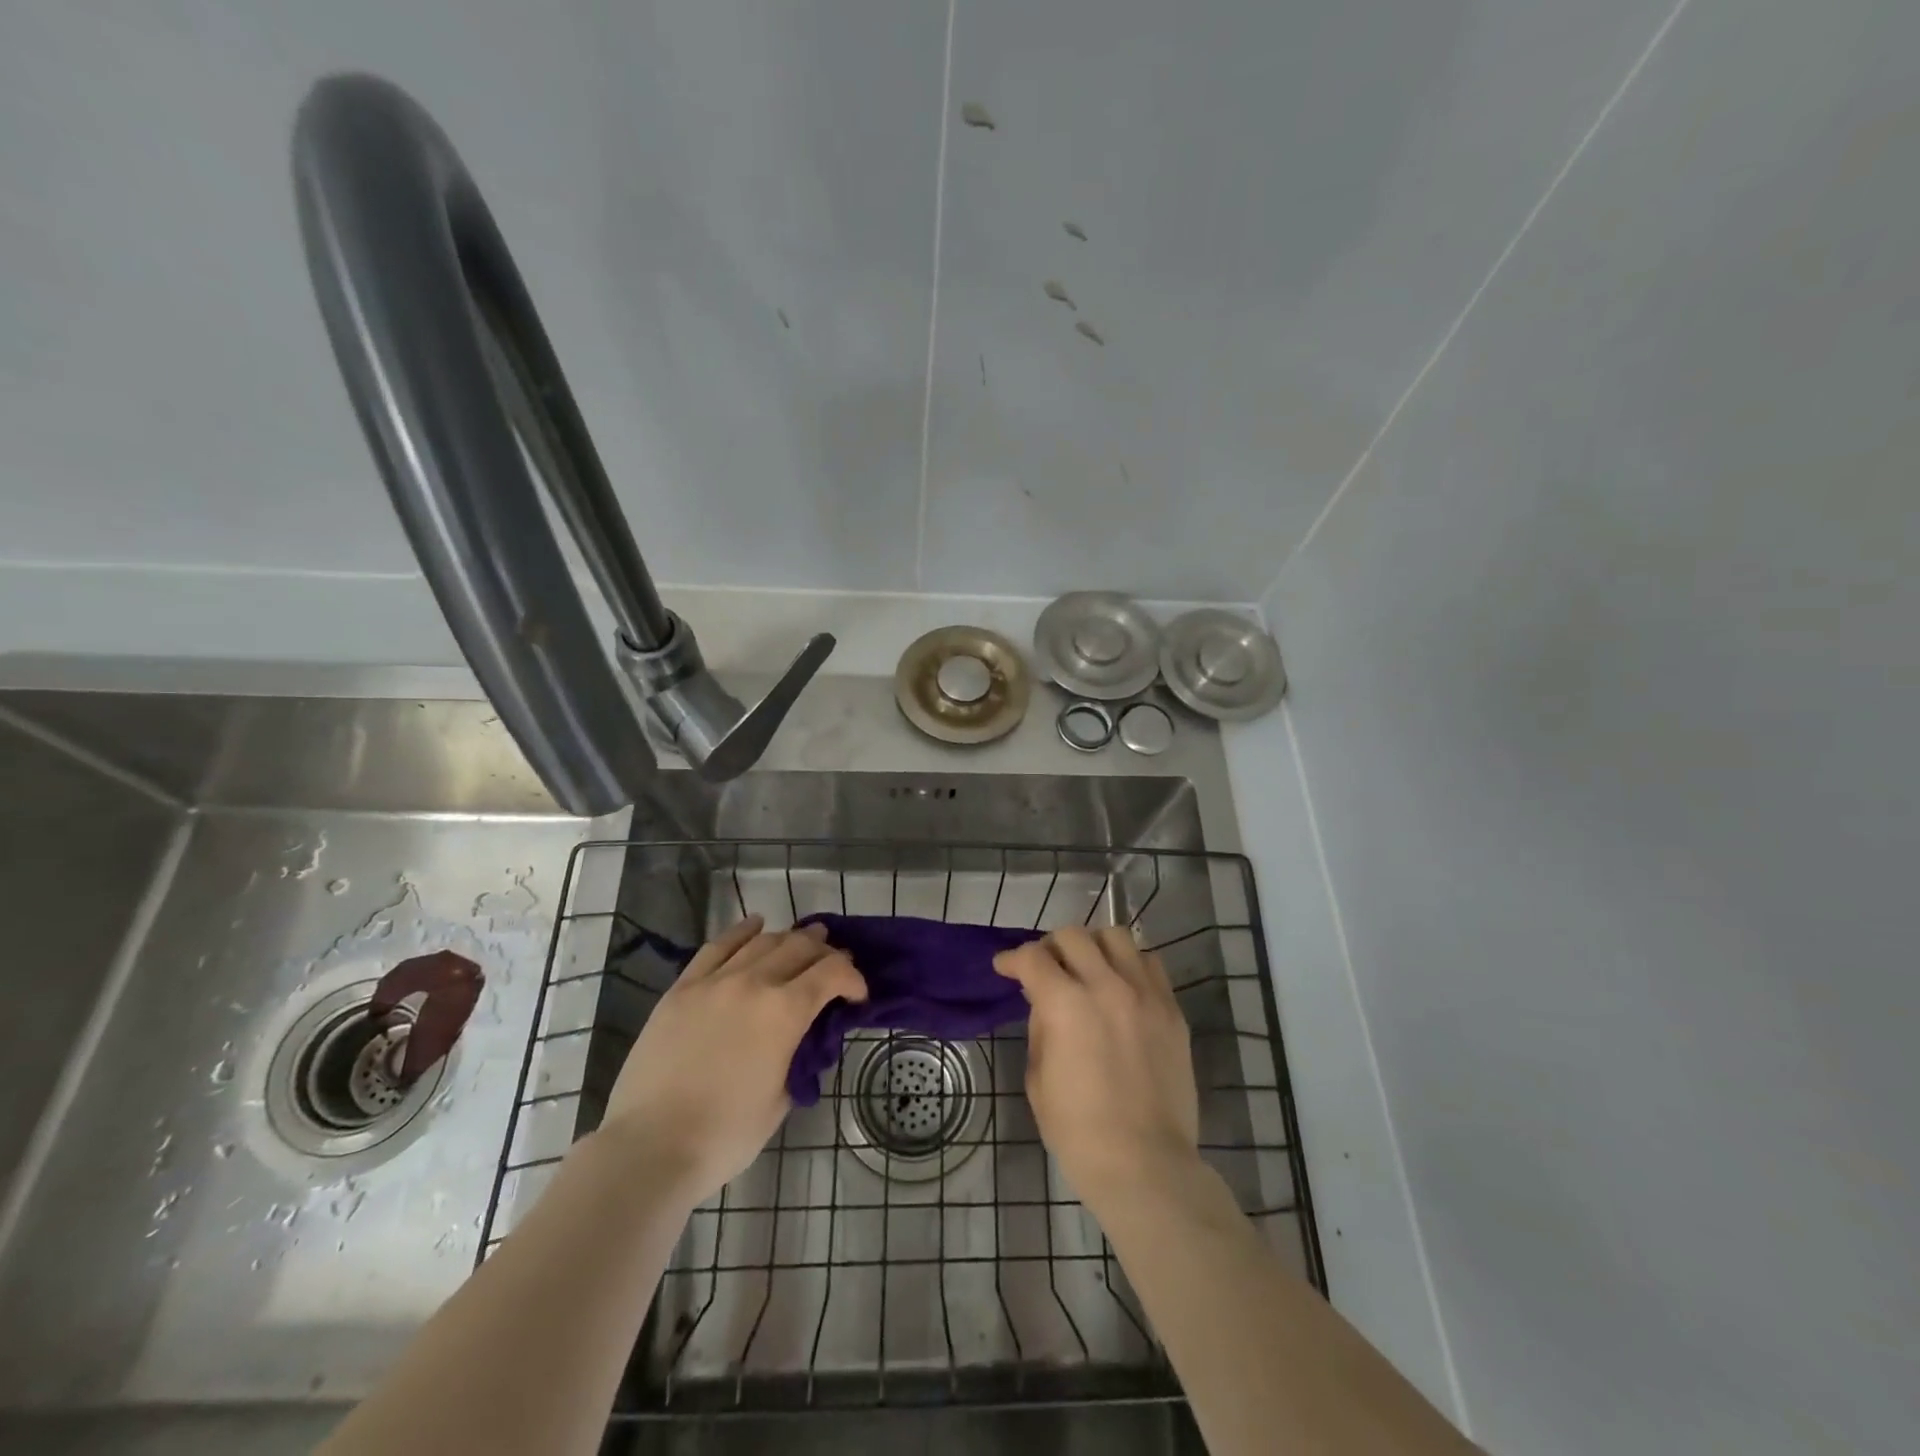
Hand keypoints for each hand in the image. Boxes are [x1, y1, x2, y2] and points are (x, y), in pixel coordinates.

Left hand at [600, 916, 865, 1207]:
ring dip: (790, 938)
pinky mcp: (683, 988)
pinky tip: (755, 925)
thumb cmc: (725, 1134)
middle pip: (800, 947)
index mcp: (785, 1011)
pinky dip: (742, 931)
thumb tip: (803, 1037)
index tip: (857, 996)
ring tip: (803, 941)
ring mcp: (715, 981)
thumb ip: (799, 1056)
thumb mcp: (783, 1098)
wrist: (650, 1147)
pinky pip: (717, 946)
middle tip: (833, 965)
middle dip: (825, 952)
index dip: (853, 978)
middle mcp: (754, 983)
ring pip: (763, 941)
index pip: (833, 972)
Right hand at [994, 925, 1200, 1212]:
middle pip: (1073, 935)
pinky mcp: (1172, 1010)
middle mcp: (1107, 986)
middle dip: (1050, 946)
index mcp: (1066, 1005)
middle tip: (1045, 968)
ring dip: (1093, 946)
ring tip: (1087, 968)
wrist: (1146, 1165)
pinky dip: (1129, 964)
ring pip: (1116, 937)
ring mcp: (1145, 995)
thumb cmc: (1079, 1132)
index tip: (1005, 967)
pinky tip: (1121, 986)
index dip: (1012, 959)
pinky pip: (1150, 964)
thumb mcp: (1038, 1079)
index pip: (1033, 958)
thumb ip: (1040, 1028)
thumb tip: (1047, 1004)